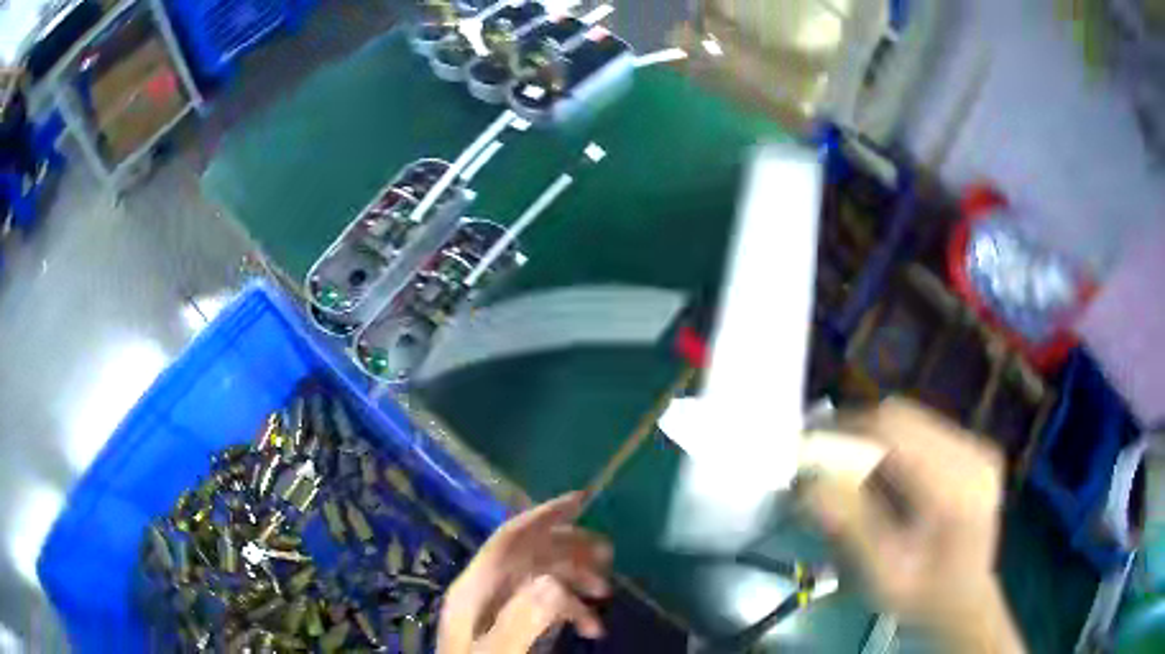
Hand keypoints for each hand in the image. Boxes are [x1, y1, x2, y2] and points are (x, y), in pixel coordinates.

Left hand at [438, 491, 613, 653]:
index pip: (509, 540)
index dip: (544, 515)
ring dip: (575, 581)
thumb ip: (519, 622)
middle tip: (609, 556)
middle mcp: (483, 590)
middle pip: (528, 554)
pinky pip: (542, 603)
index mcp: (474, 590)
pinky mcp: (507, 622)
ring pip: (539, 577)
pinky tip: (591, 626)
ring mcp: (495, 607)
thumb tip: (551, 582)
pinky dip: (569, 608)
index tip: (583, 499)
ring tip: (606, 594)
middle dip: (570, 549)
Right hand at [803, 399, 1024, 653]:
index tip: (810, 446)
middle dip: (858, 432)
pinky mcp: (976, 450)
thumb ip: (850, 528)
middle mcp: (973, 455)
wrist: (965, 602)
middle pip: (904, 418)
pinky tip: (888, 477)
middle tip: (825, 460)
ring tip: (854, 472)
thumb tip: (809, 484)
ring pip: (914, 420)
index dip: (848, 430)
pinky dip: (897, 446)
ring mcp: (978, 449)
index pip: (896, 431)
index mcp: (956, 489)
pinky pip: (926, 431)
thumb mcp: (881, 576)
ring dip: (877, 439)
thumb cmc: (921, 598)